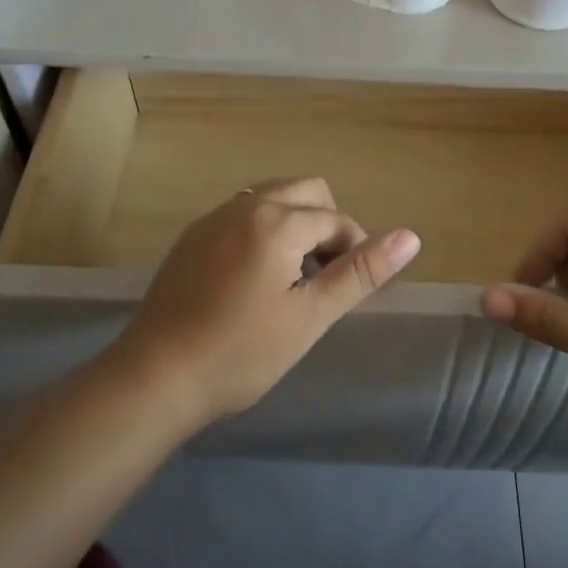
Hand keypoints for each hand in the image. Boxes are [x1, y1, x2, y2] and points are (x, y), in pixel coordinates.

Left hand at [111, 177, 419, 424]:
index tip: (349, 291)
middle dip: (327, 225)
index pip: (336, 219)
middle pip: (306, 191)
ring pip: (272, 198)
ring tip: (294, 278)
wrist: (156, 376)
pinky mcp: (192, 237)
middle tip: (324, 278)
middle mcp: (244, 206)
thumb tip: (411, 237)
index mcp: (276, 221)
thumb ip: (360, 272)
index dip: (354, 251)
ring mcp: (212, 219)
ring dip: (296, 224)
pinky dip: (264, 231)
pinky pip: (243, 215)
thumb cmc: (241, 352)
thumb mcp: (310, 316)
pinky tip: (254, 279)